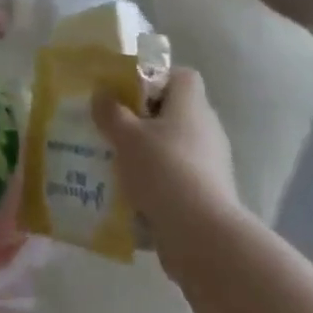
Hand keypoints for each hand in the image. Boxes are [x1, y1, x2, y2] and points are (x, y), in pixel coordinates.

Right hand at [94, 68, 238, 278]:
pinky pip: (177, 177)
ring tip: (116, 163)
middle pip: (174, 112)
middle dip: (143, 120)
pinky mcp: (208, 194)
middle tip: (113, 128)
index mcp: (191, 104)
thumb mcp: (126, 136)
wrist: (203, 236)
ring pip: (173, 147)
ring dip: (148, 153)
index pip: (180, 76)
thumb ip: (111, 112)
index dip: (155, 79)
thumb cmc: (164, 170)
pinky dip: (157, 182)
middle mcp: (206, 128)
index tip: (128, 94)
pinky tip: (131, 195)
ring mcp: (211, 163)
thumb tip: (102, 94)